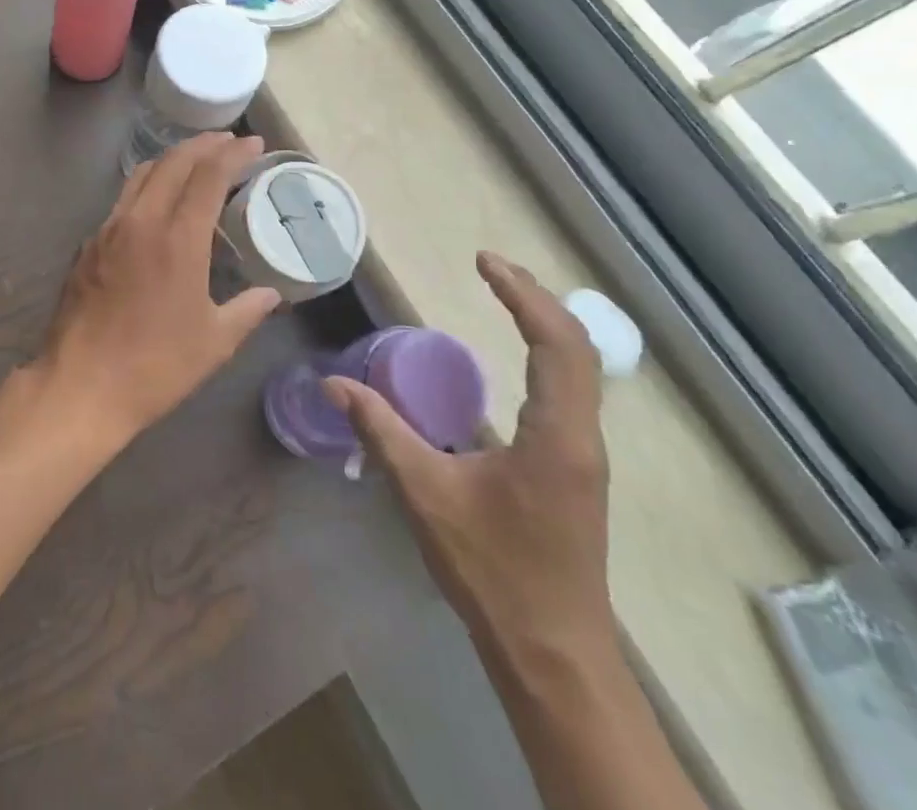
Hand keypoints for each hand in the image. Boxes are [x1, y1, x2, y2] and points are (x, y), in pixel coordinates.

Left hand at [38, 133, 280, 452]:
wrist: (81, 385)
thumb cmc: (155, 366)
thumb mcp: (214, 342)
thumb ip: (247, 311)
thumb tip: (271, 294)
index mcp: (177, 239)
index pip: (208, 176)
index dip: (233, 154)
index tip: (253, 143)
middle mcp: (141, 221)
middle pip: (172, 162)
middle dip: (202, 144)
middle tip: (227, 141)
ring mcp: (108, 230)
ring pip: (141, 175)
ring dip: (171, 159)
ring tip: (194, 161)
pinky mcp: (88, 245)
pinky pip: (122, 201)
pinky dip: (146, 186)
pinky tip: (157, 204)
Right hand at [325, 253, 610, 657]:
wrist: (552, 653)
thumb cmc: (493, 570)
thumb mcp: (426, 493)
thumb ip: (381, 430)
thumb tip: (333, 383)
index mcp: (556, 436)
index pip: (555, 344)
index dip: (522, 295)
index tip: (483, 263)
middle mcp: (582, 437)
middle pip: (576, 348)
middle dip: (536, 298)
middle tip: (492, 268)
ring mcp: (584, 455)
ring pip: (580, 370)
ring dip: (546, 325)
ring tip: (507, 295)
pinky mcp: (575, 469)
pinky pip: (571, 392)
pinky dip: (548, 355)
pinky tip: (519, 359)